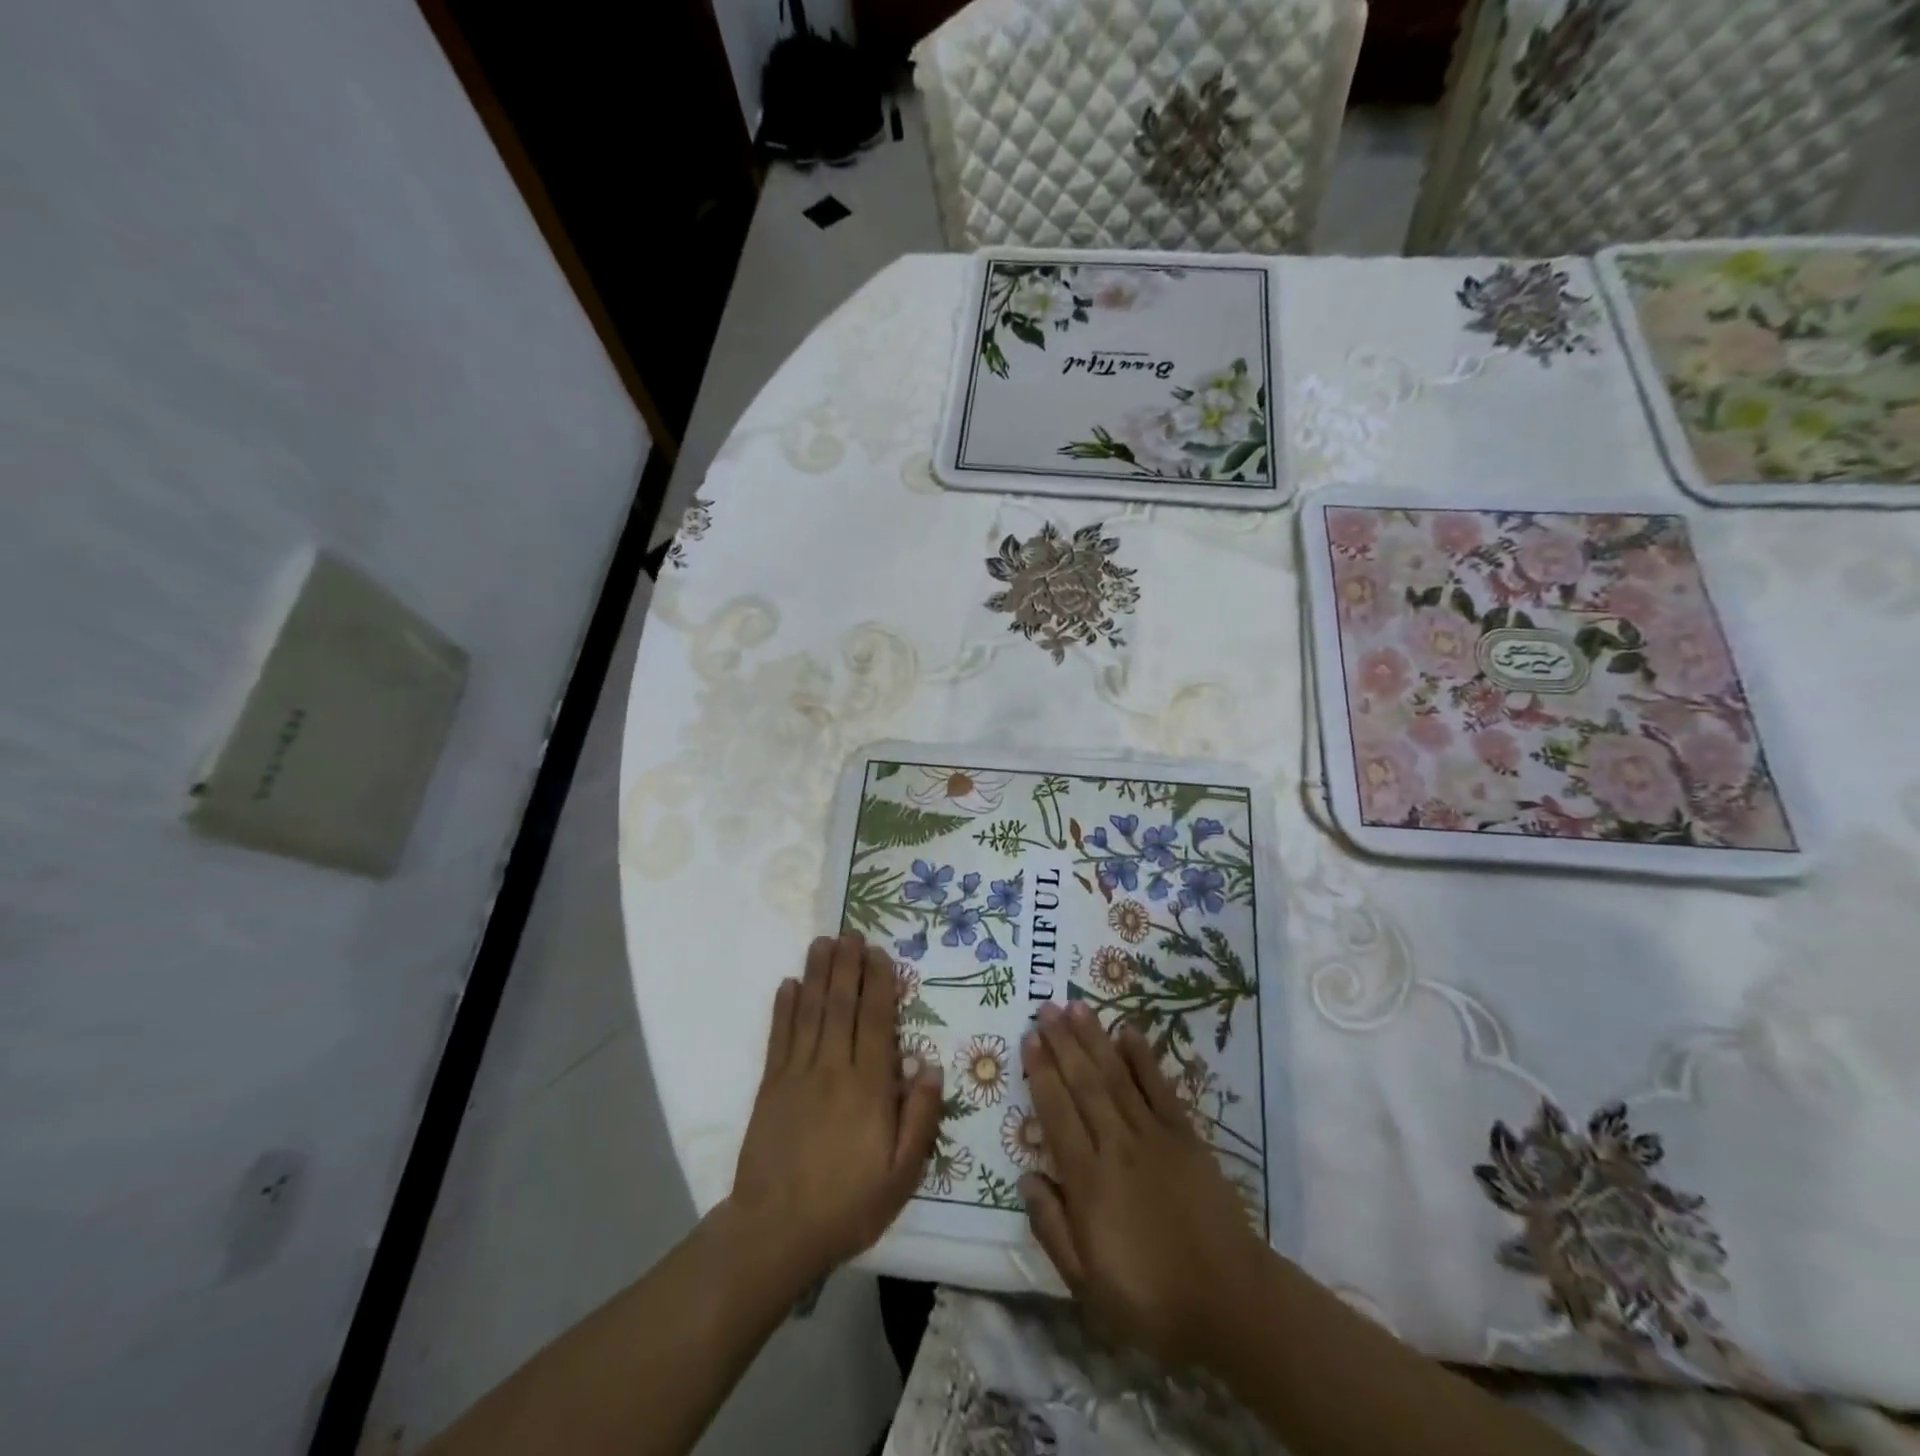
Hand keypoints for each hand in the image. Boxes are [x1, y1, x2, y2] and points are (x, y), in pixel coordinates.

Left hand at [724, 933, 943, 1287]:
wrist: (776, 1232)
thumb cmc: (848, 1205)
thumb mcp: (902, 1174)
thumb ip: (920, 1118)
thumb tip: (931, 1066)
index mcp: (869, 1087)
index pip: (875, 1021)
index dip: (879, 983)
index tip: (880, 954)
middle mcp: (833, 1069)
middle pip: (841, 1005)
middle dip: (847, 966)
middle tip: (851, 933)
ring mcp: (797, 1074)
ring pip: (810, 1012)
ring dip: (818, 974)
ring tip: (823, 942)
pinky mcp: (771, 1086)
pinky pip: (779, 1037)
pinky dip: (784, 1008)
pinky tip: (788, 984)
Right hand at [1020, 1002, 1270, 1370]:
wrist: (1229, 1300)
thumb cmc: (1150, 1297)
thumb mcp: (1086, 1282)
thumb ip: (1051, 1227)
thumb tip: (1026, 1177)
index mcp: (1088, 1180)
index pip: (1056, 1113)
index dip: (1041, 1072)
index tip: (1029, 1039)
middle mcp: (1116, 1145)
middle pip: (1083, 1083)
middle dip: (1062, 1042)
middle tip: (1045, 1008)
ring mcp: (1153, 1135)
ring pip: (1116, 1075)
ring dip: (1094, 1038)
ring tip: (1076, 1006)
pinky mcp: (1185, 1135)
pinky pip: (1159, 1087)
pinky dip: (1143, 1057)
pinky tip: (1128, 1030)